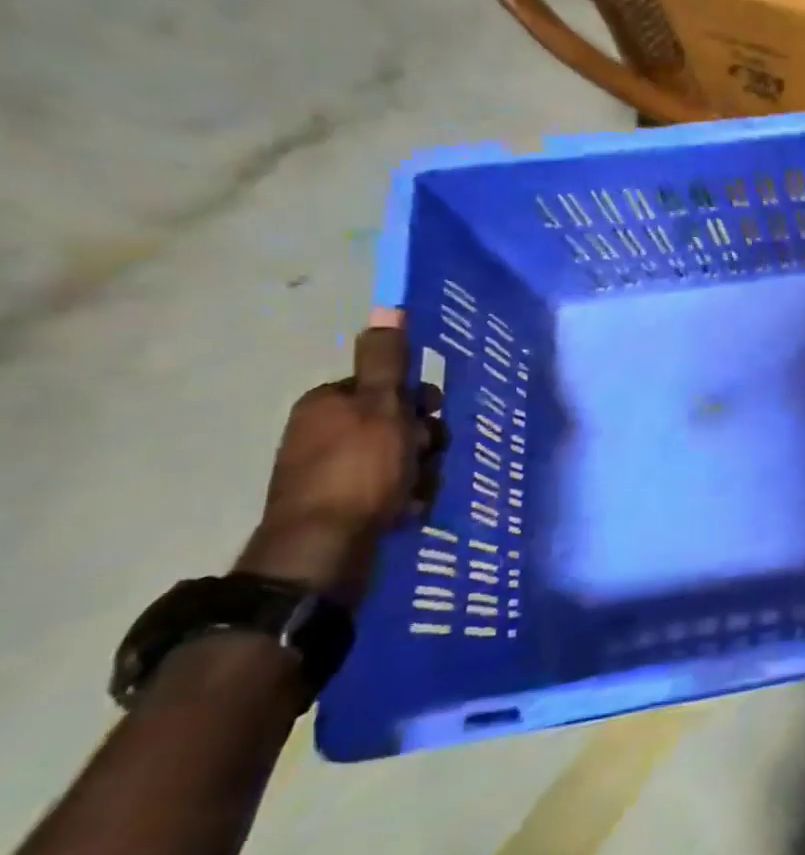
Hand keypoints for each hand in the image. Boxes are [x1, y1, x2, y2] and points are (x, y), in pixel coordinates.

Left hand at [235, 311, 444, 605]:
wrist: (324, 550)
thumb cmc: (359, 470)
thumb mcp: (383, 407)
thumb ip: (388, 360)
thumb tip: (389, 304)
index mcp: (329, 403)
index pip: (390, 387)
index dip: (419, 402)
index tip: (431, 417)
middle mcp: (323, 432)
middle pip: (399, 423)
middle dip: (424, 441)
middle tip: (427, 457)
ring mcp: (330, 472)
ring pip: (400, 458)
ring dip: (422, 471)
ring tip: (419, 490)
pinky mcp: (341, 505)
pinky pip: (388, 489)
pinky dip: (406, 496)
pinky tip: (409, 509)